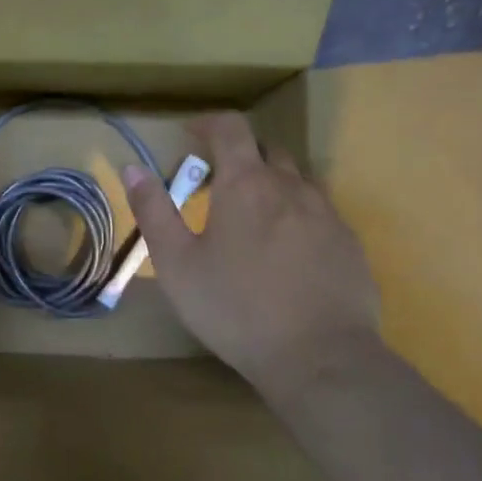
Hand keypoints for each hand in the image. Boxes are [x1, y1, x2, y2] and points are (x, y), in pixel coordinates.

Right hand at [122, 113, 381, 397]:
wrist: (319, 357)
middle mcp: (291, 187)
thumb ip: (153, 211)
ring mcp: (327, 214)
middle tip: (216, 185)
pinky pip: (320, 212)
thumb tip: (132, 168)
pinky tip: (287, 253)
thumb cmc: (235, 308)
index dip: (208, 123)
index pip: (230, 128)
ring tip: (252, 218)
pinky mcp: (349, 244)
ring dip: (271, 184)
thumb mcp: (177, 264)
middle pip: (266, 150)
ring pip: (296, 180)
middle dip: (239, 155)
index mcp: (246, 184)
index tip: (191, 133)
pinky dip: (297, 215)